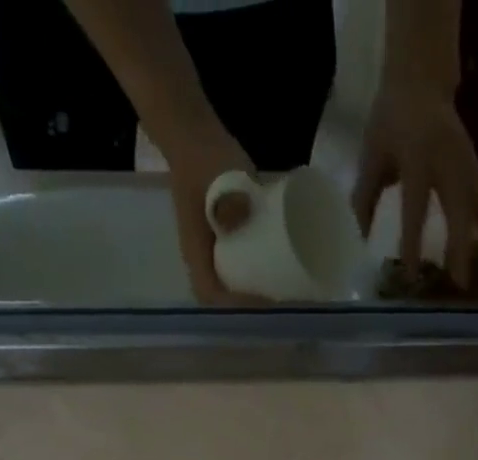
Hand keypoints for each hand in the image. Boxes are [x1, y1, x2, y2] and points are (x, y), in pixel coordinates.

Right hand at [163, 122, 266, 304]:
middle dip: (250, 307)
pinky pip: (242, 270)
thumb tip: (241, 220)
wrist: (193, 132)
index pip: (210, 292)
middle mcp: (203, 258)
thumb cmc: (201, 155)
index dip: (235, 304)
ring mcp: (215, 251)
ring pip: (232, 286)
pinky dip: (259, 279)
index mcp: (195, 250)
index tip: (263, 301)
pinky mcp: (227, 241)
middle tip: (281, 303)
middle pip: (223, 298)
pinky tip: (279, 279)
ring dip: (256, 297)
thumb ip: (227, 196)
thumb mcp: (214, 172)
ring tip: (284, 295)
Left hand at [353, 80, 477, 290]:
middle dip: (463, 249)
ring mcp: (471, 171)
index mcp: (419, 158)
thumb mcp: (372, 152)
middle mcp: (451, 165)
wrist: (421, 81)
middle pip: (461, 211)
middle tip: (464, 285)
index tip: (412, 275)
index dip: (413, 241)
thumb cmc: (391, 122)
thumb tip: (365, 237)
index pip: (416, 207)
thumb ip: (366, 194)